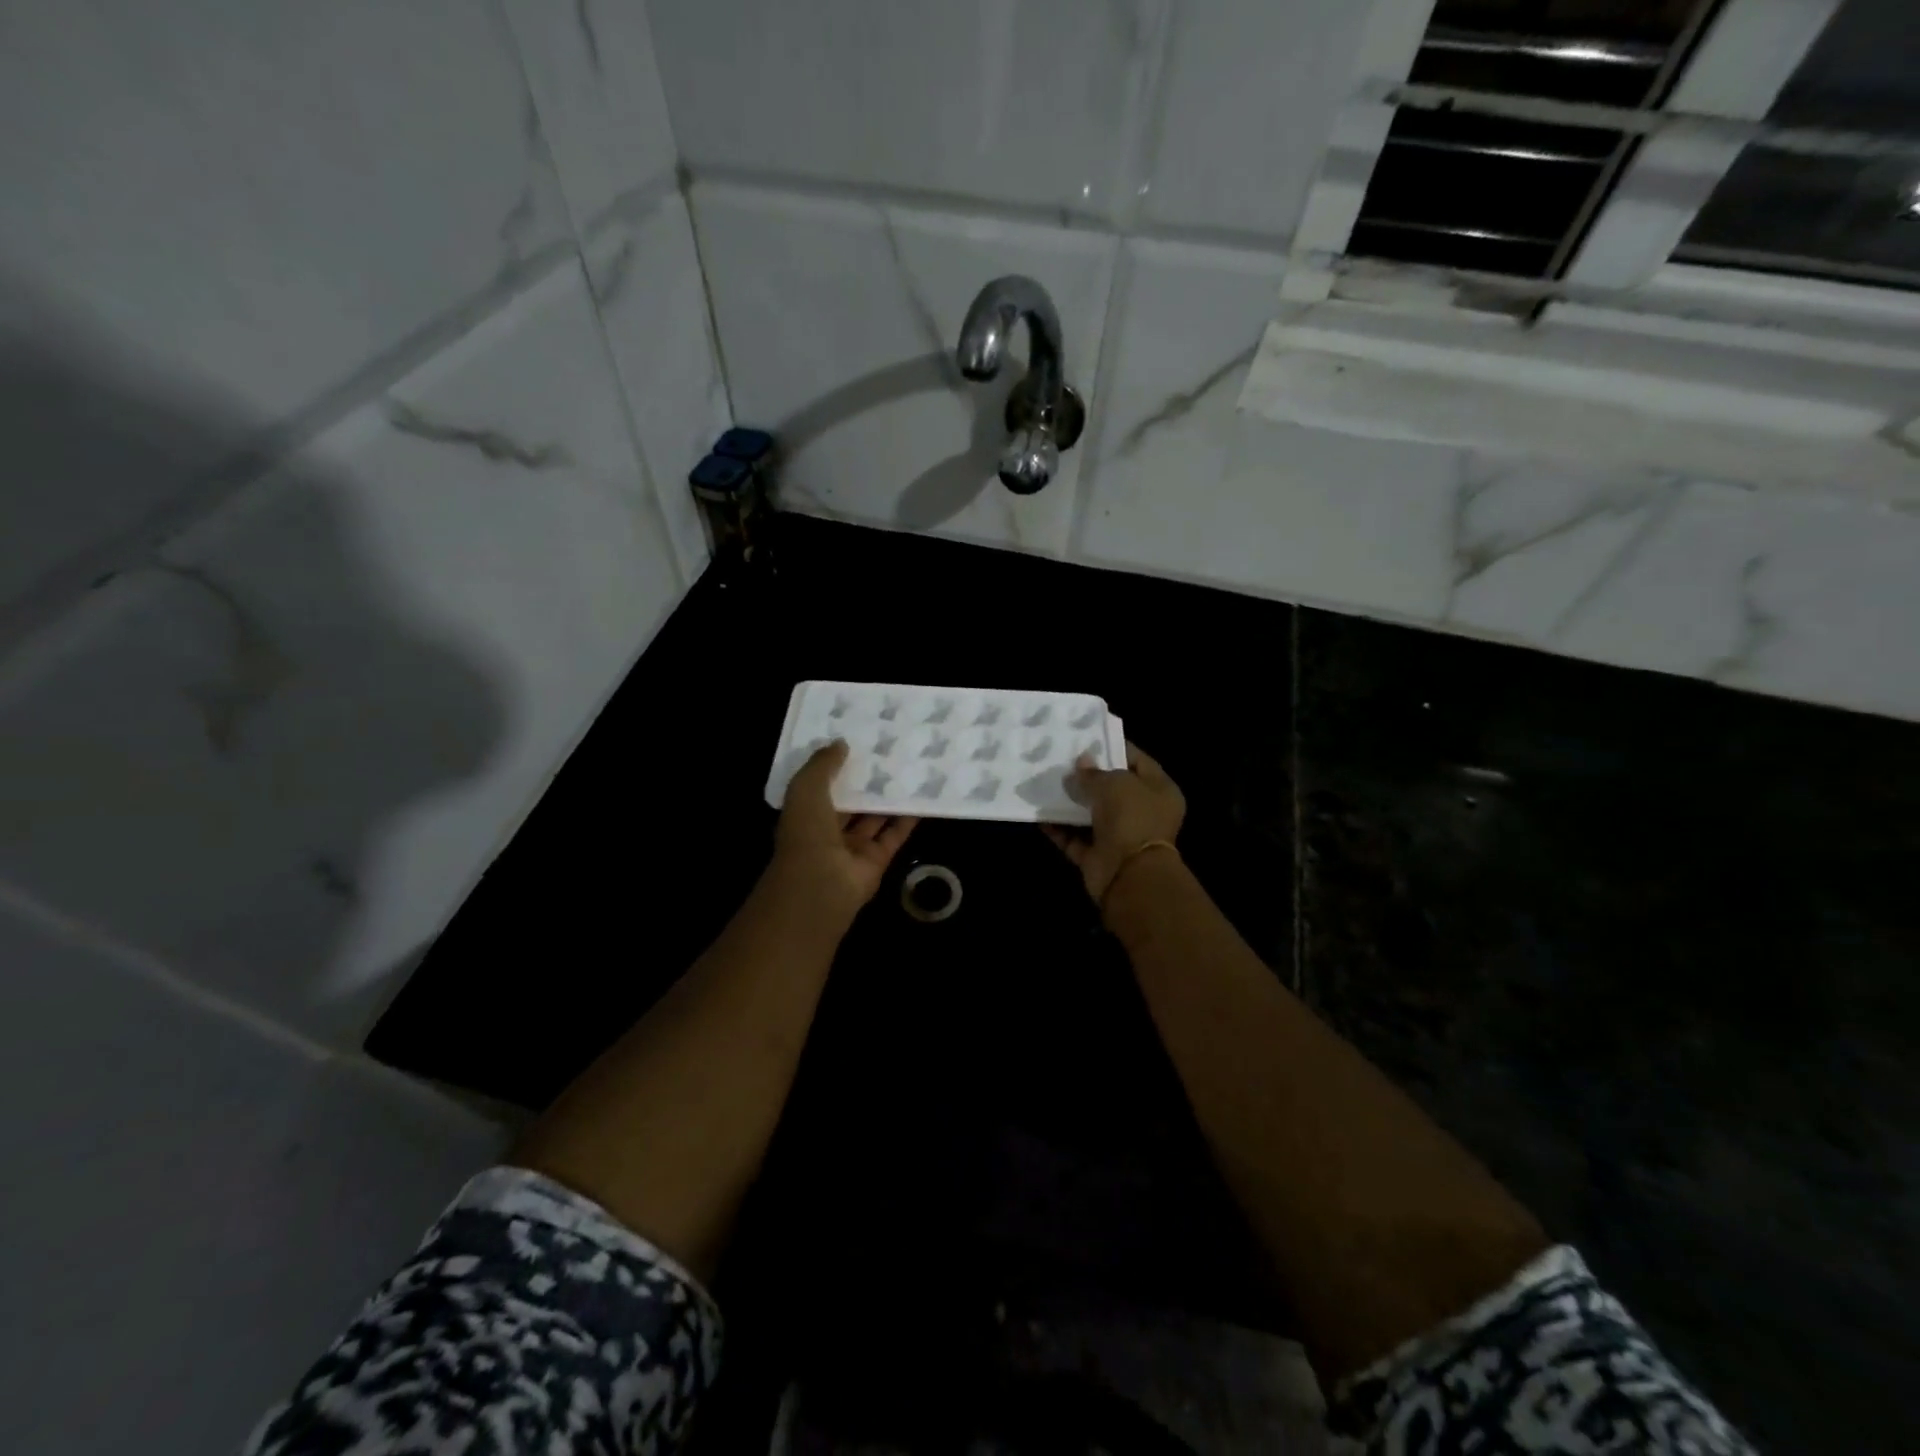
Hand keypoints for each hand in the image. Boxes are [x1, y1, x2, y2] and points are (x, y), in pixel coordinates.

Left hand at [766, 740, 917, 924]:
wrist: (822, 883)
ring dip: (888, 797)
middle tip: (886, 750)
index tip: (853, 741)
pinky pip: (895, 834)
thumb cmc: (807, 832)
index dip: (834, 766)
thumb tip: (841, 743)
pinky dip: (908, 818)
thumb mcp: (806, 788)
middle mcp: (828, 832)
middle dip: (864, 781)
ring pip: (874, 817)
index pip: (820, 786)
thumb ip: (823, 764)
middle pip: (850, 802)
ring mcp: (854, 847)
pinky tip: (922, 796)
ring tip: (907, 767)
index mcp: (805, 814)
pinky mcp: (878, 859)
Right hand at [1043, 741, 1185, 901]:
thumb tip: (1081, 764)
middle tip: (1061, 760)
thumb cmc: (1131, 818)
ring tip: (1045, 783)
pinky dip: (1059, 828)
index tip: (1087, 738)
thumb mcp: (1114, 783)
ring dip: (1070, 803)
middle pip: (1113, 789)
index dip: (1114, 748)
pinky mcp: (1098, 857)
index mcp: (1159, 791)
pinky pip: (1075, 839)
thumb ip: (1094, 772)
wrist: (1128, 875)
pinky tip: (1039, 814)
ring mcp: (1120, 837)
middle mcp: (1143, 813)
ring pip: (1091, 815)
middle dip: (1087, 777)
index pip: (1138, 761)